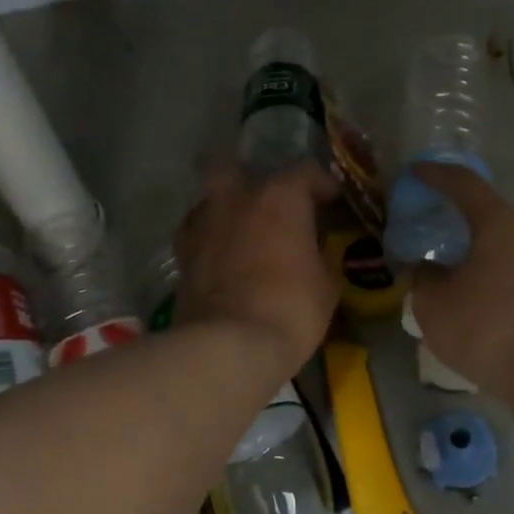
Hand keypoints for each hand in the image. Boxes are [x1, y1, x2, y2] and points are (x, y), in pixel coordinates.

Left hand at [175, 160, 339, 373]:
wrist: (229, 345)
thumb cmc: (290, 309)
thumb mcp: (326, 286)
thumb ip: (320, 257)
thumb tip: (315, 254)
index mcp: (280, 197)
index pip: (305, 171)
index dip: (321, 184)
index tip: (332, 201)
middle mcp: (237, 199)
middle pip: (235, 168)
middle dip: (250, 179)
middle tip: (268, 203)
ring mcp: (204, 223)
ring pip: (210, 198)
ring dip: (226, 209)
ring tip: (242, 232)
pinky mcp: (182, 253)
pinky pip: (195, 231)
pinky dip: (208, 237)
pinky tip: (219, 254)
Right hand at [407, 164, 513, 391]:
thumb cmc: (487, 325)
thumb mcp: (433, 304)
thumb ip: (424, 279)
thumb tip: (425, 269)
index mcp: (500, 223)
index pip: (464, 184)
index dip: (437, 175)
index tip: (416, 172)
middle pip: (499, 214)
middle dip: (472, 219)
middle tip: (448, 234)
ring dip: (495, 251)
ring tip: (470, 272)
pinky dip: (509, 279)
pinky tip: (491, 302)